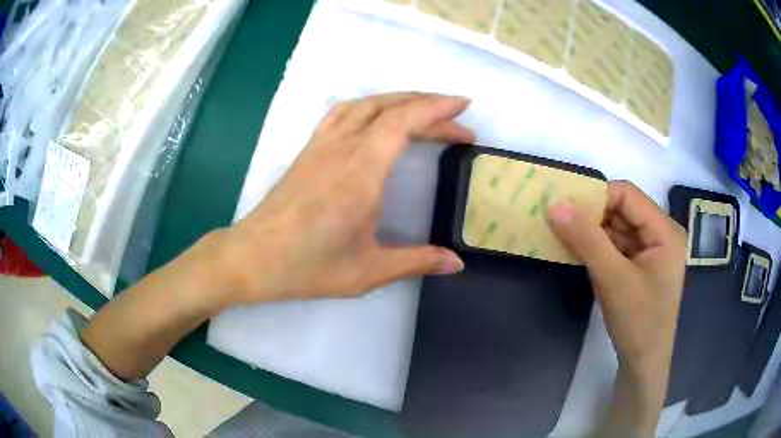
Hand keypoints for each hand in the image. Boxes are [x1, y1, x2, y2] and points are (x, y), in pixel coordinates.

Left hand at [218, 93, 473, 304]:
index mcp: (361, 172)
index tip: (463, 107)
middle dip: (428, 107)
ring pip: (365, 104)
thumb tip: (456, 263)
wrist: (253, 257)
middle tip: (457, 122)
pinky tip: (376, 117)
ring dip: (398, 100)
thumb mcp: (368, 271)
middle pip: (389, 108)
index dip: (436, 109)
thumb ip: (416, 262)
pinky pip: (342, 113)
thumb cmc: (307, 266)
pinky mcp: (309, 150)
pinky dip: (368, 106)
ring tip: (423, 111)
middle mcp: (342, 148)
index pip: (403, 122)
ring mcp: (322, 145)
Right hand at [547, 181, 686, 436]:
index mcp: (665, 230)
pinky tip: (577, 251)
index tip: (564, 207)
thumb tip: (555, 205)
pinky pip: (616, 245)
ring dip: (591, 231)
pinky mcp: (640, 265)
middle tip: (559, 220)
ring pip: (617, 227)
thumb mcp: (613, 280)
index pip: (628, 195)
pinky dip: (596, 247)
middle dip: (591, 214)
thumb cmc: (637, 323)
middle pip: (622, 210)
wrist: (643, 364)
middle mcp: (660, 233)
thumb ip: (587, 240)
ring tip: (562, 234)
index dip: (596, 196)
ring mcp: (650, 250)